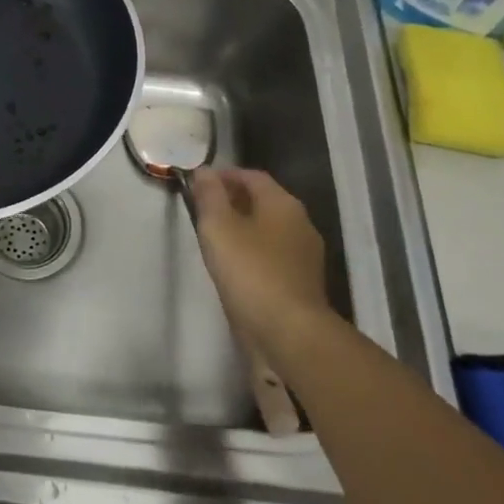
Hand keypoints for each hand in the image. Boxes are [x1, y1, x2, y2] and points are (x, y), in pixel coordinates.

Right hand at [188, 168, 330, 353]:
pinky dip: (252, 251)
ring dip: (242, 227)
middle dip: (232, 200)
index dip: (224, 175)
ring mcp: (304, 254)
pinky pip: (273, 254)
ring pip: (268, 229)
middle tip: (202, 209)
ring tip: (213, 238)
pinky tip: (233, 265)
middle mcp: (300, 222)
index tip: (198, 184)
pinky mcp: (302, 281)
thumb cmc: (250, 271)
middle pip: (263, 201)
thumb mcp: (219, 227)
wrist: (289, 332)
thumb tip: (204, 171)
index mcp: (283, 203)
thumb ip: (209, 196)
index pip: (252, 176)